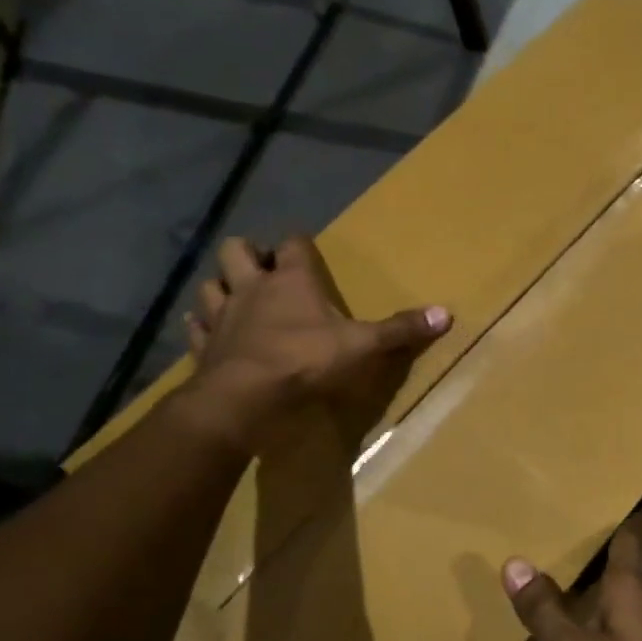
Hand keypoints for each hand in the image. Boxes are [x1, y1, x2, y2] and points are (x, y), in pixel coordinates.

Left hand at [182, 234, 450, 453]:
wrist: (244, 398)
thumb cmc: (305, 361)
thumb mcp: (363, 345)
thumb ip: (401, 329)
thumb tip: (446, 313)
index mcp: (291, 280)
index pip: (292, 243)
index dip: (298, 243)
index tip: (305, 248)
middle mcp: (251, 287)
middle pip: (236, 250)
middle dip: (248, 253)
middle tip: (264, 270)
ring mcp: (222, 316)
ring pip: (210, 285)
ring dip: (221, 287)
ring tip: (236, 298)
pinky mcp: (203, 346)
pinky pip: (195, 327)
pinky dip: (202, 326)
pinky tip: (210, 333)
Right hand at [503, 528, 641, 640]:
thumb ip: (545, 612)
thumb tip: (515, 562)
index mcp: (636, 593)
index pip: (629, 542)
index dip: (620, 524)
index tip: (608, 508)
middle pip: (632, 577)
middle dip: (605, 568)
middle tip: (571, 558)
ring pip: (636, 612)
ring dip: (611, 607)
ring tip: (578, 606)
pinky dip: (618, 638)